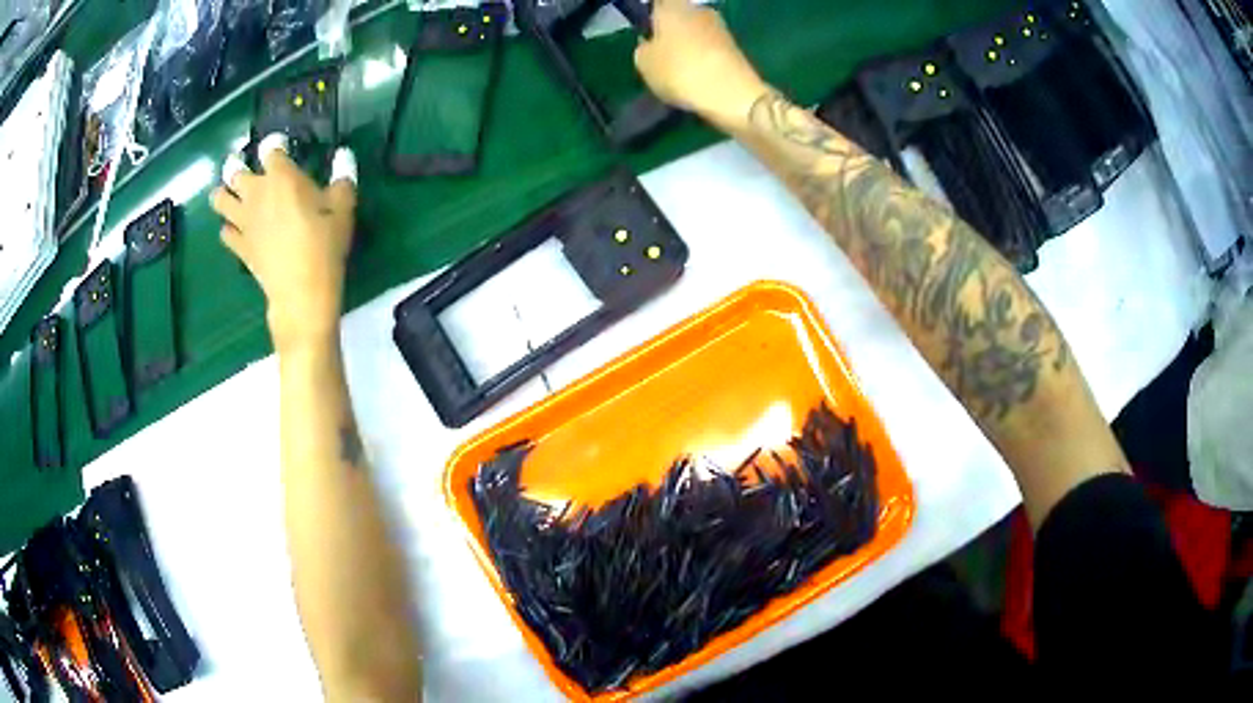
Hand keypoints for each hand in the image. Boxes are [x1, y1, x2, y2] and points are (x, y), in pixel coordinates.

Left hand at [210, 135, 357, 354]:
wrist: (301, 291)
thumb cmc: (323, 244)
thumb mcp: (342, 208)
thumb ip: (342, 178)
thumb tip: (344, 155)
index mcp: (281, 177)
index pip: (271, 149)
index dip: (274, 145)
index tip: (280, 147)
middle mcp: (256, 193)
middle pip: (235, 172)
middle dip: (236, 166)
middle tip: (240, 166)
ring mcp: (243, 221)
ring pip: (220, 200)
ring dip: (222, 195)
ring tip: (228, 194)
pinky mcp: (239, 247)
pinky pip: (225, 233)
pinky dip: (228, 229)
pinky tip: (235, 230)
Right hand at [634, 0, 766, 129]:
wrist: (732, 94)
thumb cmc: (679, 70)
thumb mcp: (643, 63)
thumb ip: (643, 49)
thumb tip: (651, 45)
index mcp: (673, 6)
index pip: (658, 3)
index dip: (652, 18)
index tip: (647, 34)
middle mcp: (699, 10)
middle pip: (679, 17)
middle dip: (671, 32)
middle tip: (661, 56)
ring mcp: (720, 28)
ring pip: (696, 34)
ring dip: (688, 48)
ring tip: (679, 73)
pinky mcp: (736, 49)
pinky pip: (710, 50)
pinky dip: (703, 61)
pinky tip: (697, 79)